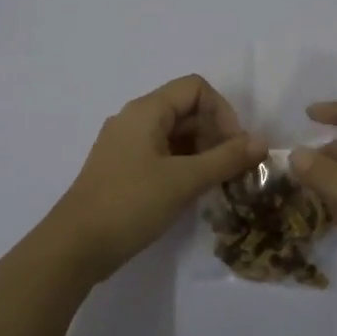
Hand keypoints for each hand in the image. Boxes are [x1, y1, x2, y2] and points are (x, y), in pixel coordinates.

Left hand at [48, 74, 264, 282]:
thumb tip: (262, 142)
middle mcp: (134, 119)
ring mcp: (126, 145)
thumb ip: (225, 159)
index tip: (235, 147)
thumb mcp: (183, 181)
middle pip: (186, 110)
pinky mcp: (123, 169)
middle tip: (231, 169)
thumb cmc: (130, 204)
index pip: (196, 88)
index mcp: (146, 111)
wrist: (75, 247)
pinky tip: (195, 192)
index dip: (222, 112)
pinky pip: (162, 154)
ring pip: (176, 135)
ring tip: (219, 183)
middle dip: (215, 134)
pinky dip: (184, 166)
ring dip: (203, 152)